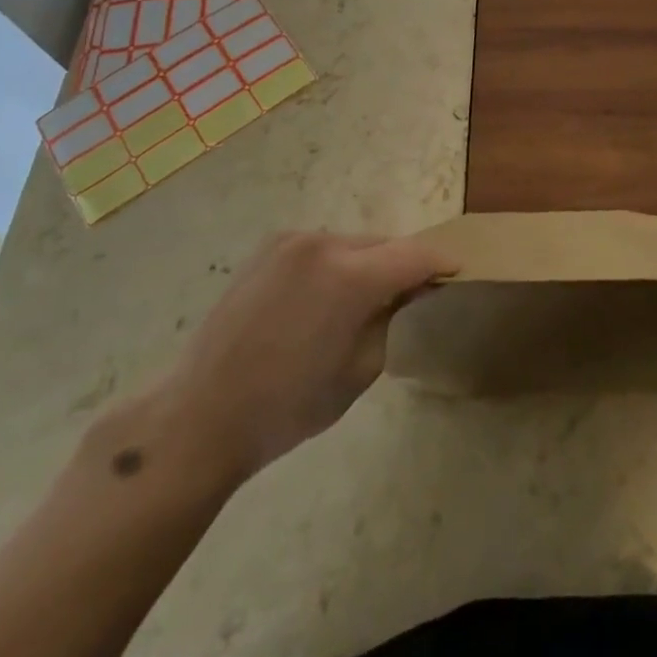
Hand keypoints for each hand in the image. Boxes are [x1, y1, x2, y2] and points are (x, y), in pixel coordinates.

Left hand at [157, 231, 456, 479]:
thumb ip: (391, 318)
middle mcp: (323, 244)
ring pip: (353, 243)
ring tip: (367, 298)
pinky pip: (321, 248)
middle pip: (384, 244)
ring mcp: (291, 241)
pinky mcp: (268, 248)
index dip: (442, 262)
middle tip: (415, 293)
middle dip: (404, 264)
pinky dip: (337, 263)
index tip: (457, 273)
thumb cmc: (287, 406)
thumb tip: (406, 292)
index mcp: (350, 276)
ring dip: (369, 263)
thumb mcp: (360, 369)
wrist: (200, 415)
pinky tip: (326, 297)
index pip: (415, 255)